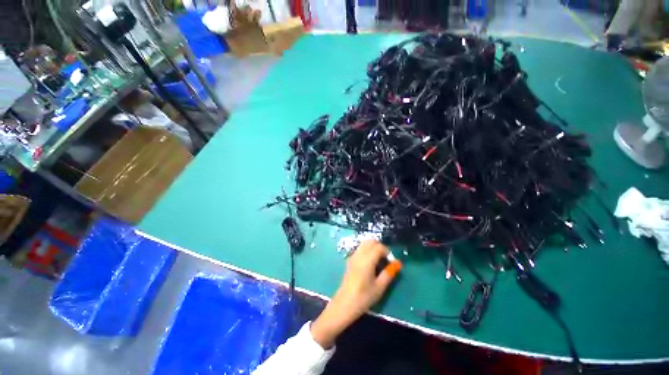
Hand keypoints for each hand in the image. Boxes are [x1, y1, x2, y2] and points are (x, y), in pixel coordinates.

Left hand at [311, 240, 401, 348]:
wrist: (344, 303)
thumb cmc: (363, 297)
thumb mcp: (379, 287)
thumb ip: (389, 273)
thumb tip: (398, 263)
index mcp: (367, 260)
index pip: (379, 247)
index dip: (387, 252)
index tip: (391, 262)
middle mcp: (359, 254)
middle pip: (371, 241)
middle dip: (380, 247)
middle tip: (385, 260)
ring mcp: (353, 256)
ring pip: (364, 243)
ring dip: (373, 247)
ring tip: (378, 261)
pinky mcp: (350, 260)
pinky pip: (360, 249)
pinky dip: (367, 250)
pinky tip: (370, 263)